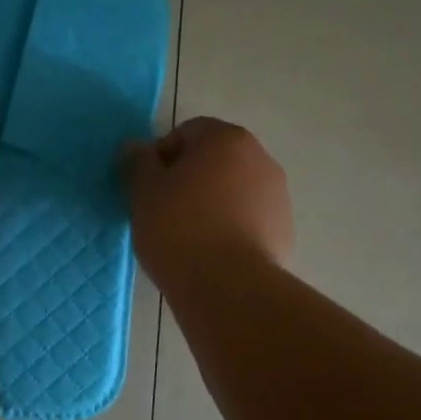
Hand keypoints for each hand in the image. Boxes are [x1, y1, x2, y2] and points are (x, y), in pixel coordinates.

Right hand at [124, 117, 292, 287]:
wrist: (229, 287)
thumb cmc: (179, 228)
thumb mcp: (144, 192)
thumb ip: (138, 162)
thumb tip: (135, 147)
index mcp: (227, 139)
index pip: (187, 132)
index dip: (162, 157)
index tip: (148, 188)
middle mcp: (260, 158)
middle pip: (214, 160)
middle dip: (189, 179)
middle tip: (163, 211)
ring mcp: (278, 196)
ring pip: (233, 190)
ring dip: (212, 203)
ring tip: (188, 237)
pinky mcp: (284, 231)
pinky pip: (248, 220)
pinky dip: (231, 228)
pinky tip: (212, 255)